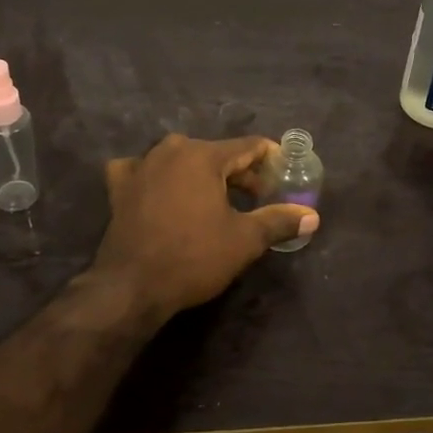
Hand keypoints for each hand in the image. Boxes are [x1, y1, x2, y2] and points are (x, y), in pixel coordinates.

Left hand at [92, 134, 318, 322]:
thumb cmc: (194, 257)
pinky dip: (157, 178)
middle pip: (216, 153)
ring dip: (201, 175)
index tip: (284, 173)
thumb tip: (312, 216)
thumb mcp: (244, 240)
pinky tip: (161, 192)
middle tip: (258, 198)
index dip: (271, 159)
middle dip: (239, 173)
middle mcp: (171, 150)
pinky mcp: (119, 186)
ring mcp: (141, 165)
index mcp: (203, 155)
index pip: (248, 147)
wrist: (132, 286)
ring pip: (181, 160)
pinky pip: (143, 171)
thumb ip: (278, 221)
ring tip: (217, 200)